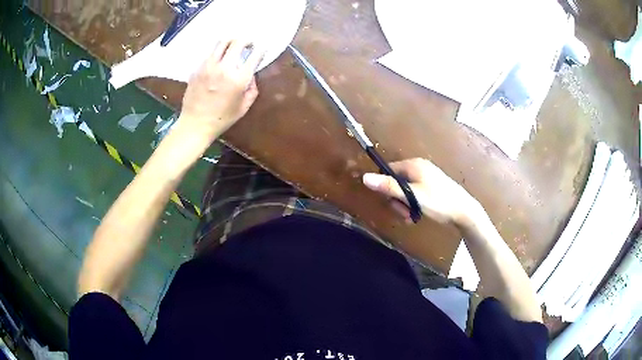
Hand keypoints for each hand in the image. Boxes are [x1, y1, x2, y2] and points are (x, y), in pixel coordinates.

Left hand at [179, 39, 264, 137]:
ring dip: (230, 42)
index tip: (262, 48)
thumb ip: (252, 89)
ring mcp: (208, 67)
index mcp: (238, 79)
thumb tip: (251, 75)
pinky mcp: (197, 69)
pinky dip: (217, 53)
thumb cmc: (221, 119)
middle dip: (246, 40)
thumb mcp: (244, 107)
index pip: (254, 55)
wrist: (195, 124)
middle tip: (248, 44)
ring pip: (221, 43)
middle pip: (237, 42)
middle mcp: (223, 68)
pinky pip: (209, 54)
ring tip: (233, 47)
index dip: (261, 49)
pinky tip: (218, 60)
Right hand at [362, 158, 478, 225]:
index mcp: (413, 165)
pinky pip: (415, 192)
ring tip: (411, 216)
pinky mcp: (431, 186)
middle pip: (396, 181)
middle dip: (397, 199)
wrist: (463, 211)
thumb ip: (389, 187)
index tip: (392, 202)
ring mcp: (426, 176)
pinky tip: (418, 214)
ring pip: (405, 189)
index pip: (388, 171)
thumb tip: (365, 177)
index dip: (386, 187)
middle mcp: (419, 167)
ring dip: (405, 204)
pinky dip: (413, 203)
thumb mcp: (412, 196)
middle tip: (404, 213)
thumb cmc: (438, 202)